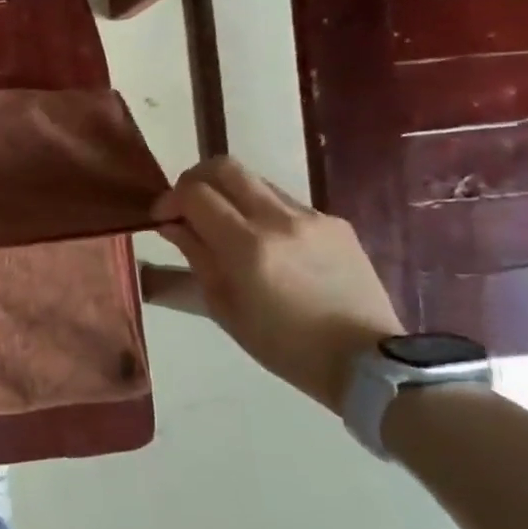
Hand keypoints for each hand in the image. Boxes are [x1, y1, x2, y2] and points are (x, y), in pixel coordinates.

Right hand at [156, 157, 402, 411]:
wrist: (365, 360)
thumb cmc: (282, 344)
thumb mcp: (223, 306)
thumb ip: (196, 256)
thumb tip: (173, 224)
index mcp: (248, 246)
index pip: (196, 193)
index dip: (170, 199)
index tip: (162, 218)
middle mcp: (280, 219)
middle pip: (226, 167)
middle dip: (196, 180)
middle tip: (187, 206)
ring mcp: (312, 217)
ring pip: (256, 181)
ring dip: (230, 195)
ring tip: (225, 227)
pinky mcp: (336, 222)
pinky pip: (286, 203)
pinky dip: (262, 212)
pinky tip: (266, 245)